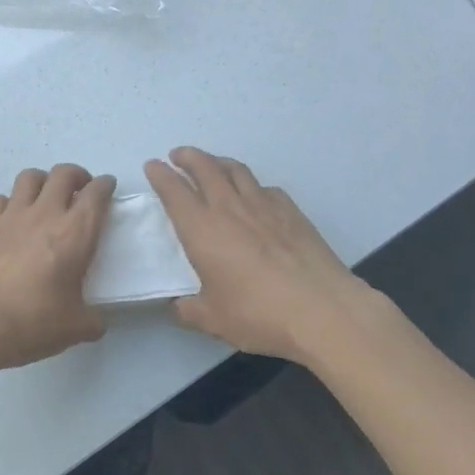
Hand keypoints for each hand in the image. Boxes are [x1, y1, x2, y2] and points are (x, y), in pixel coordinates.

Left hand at [0, 164, 115, 375]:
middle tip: (79, 190)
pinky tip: (11, 219)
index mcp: (75, 234)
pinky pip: (0, 198)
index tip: (107, 187)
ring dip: (43, 182)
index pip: (96, 194)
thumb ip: (93, 319)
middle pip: (63, 173)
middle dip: (76, 175)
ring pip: (30, 177)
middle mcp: (44, 214)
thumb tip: (95, 319)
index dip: (105, 185)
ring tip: (45, 198)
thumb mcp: (76, 328)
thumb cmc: (32, 323)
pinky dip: (10, 203)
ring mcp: (11, 215)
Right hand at [145, 147, 373, 364]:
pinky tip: (254, 195)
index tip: (153, 166)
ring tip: (212, 164)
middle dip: (188, 157)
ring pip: (236, 170)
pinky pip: (265, 188)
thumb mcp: (212, 319)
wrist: (321, 310)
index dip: (161, 175)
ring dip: (218, 162)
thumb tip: (178, 305)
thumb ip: (189, 310)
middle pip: (205, 168)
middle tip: (178, 155)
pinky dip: (252, 185)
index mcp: (201, 229)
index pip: (174, 191)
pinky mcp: (292, 212)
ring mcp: (264, 206)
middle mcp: (229, 208)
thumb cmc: (257, 314)